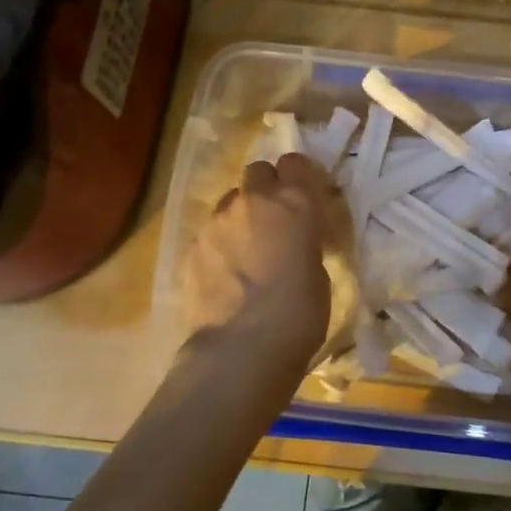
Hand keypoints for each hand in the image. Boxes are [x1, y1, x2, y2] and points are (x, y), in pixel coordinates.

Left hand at [183, 152, 331, 370]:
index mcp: (296, 203)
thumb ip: (304, 243)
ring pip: (229, 203)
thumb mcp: (318, 271)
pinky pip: (208, 234)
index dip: (298, 176)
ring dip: (239, 218)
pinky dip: (217, 247)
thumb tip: (293, 243)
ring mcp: (217, 222)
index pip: (295, 162)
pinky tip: (224, 278)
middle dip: (265, 189)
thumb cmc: (300, 314)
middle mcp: (254, 201)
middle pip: (257, 171)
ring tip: (245, 253)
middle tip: (273, 220)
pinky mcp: (191, 247)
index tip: (302, 194)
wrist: (243, 348)